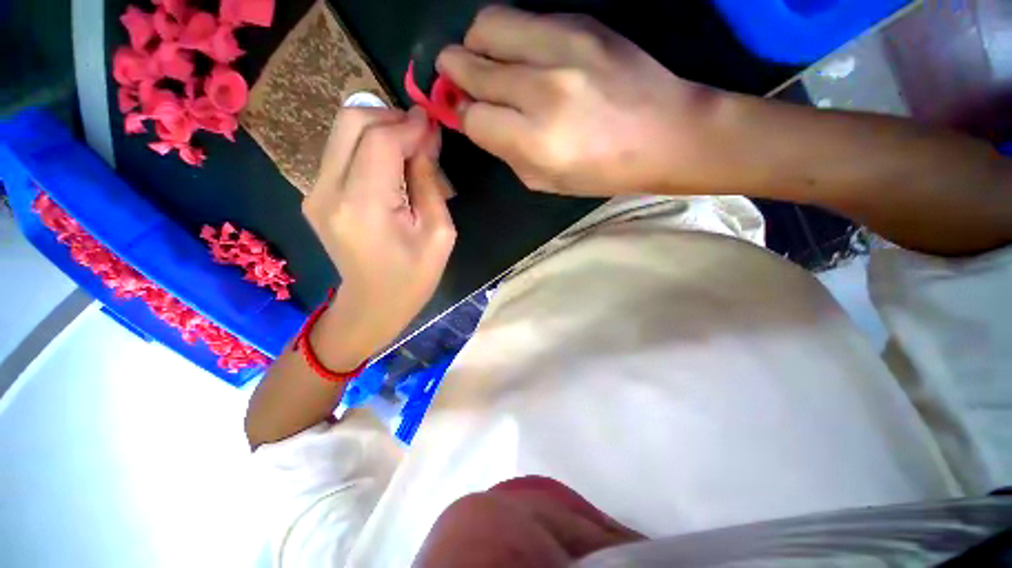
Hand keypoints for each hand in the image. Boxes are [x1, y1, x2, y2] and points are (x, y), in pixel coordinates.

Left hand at [302, 107, 455, 368]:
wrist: (372, 305)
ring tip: (410, 152)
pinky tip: (391, 168)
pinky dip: (368, 147)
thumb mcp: (439, 234)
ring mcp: (314, 191)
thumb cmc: (413, 278)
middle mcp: (328, 191)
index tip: (432, 125)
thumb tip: (426, 138)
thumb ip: (430, 182)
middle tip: (421, 135)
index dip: (408, 125)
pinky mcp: (315, 194)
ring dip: (380, 130)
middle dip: (390, 116)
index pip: (379, 141)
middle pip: (351, 121)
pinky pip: (341, 151)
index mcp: (364, 207)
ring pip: (343, 131)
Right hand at [437, 6, 720, 196]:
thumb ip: (505, 151)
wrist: (665, 132)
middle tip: (460, 81)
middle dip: (456, 74)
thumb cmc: (601, 171)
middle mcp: (542, 90)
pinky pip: (524, 18)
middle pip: (471, 65)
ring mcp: (563, 47)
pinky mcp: (581, 22)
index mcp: (535, 141)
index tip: (465, 113)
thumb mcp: (545, 181)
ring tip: (488, 61)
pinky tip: (525, 56)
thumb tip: (476, 119)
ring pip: (487, 26)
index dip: (463, 115)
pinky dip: (511, 37)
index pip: (473, 116)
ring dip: (476, 45)